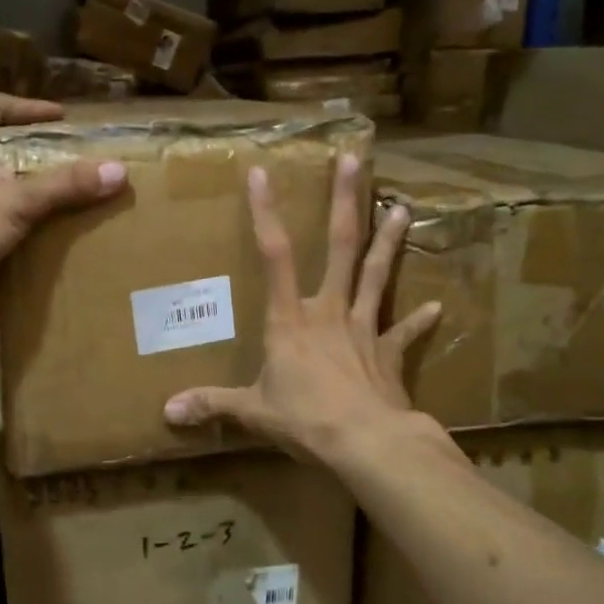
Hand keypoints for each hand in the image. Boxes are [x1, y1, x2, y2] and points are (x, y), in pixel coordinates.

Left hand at [0, 92, 125, 310]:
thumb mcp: (14, 202)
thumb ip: (64, 186)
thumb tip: (118, 170)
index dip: (28, 107)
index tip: (62, 118)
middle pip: (3, 147)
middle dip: (40, 152)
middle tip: (77, 161)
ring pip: (2, 185)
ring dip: (33, 189)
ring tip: (70, 197)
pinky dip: (23, 221)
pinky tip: (46, 234)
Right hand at [163, 154, 440, 465]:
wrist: (367, 443)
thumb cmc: (306, 420)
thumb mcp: (252, 412)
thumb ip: (213, 405)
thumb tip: (167, 412)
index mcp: (290, 320)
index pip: (274, 255)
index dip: (266, 213)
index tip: (262, 173)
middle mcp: (329, 312)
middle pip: (340, 247)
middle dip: (344, 202)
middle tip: (353, 160)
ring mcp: (364, 330)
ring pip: (376, 276)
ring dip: (388, 242)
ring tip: (404, 208)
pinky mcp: (388, 355)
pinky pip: (404, 334)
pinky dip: (418, 321)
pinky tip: (435, 307)